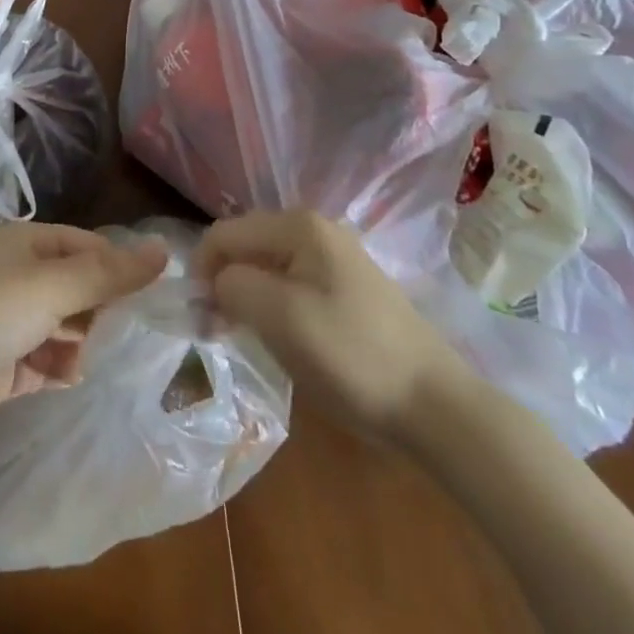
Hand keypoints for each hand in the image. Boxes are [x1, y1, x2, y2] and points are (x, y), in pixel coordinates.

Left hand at [0, 223, 167, 442]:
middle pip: (82, 288)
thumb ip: (110, 274)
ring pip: (70, 327)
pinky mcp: (10, 365)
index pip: (91, 247)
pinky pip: (51, 361)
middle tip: (123, 331)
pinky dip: (63, 368)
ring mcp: (16, 322)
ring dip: (83, 341)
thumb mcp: (54, 284)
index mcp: (32, 244)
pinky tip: (67, 375)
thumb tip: (165, 250)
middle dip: (103, 309)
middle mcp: (25, 277)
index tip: (151, 295)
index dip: (120, 268)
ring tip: (86, 354)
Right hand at [198, 210, 467, 439]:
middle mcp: (316, 229)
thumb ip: (233, 286)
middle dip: (224, 281)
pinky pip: (292, 285)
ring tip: (241, 336)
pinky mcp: (348, 289)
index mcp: (298, 225)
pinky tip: (278, 338)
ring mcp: (335, 259)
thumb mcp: (279, 317)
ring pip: (268, 267)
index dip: (202, 269)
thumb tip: (215, 282)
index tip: (197, 315)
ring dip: (247, 297)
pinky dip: (273, 306)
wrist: (435, 407)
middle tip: (214, 330)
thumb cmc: (350, 356)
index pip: (225, 232)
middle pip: (246, 245)